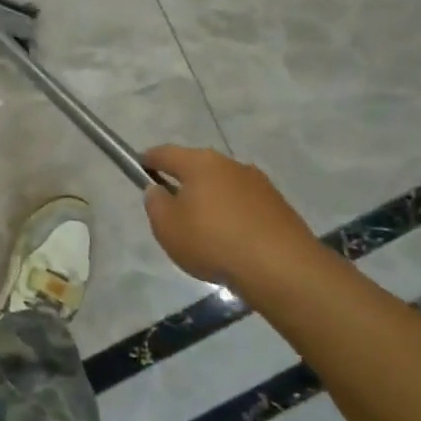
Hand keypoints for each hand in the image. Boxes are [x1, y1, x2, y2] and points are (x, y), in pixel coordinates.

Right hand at [141, 145, 321, 292]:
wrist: (281, 268)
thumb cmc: (212, 241)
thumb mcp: (167, 226)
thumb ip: (155, 203)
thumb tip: (158, 189)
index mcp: (200, 163)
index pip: (166, 153)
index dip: (148, 159)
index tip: (139, 167)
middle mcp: (231, 165)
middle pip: (198, 167)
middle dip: (182, 181)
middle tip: (170, 206)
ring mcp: (259, 184)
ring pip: (223, 186)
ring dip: (209, 199)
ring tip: (201, 229)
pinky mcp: (278, 206)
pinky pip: (243, 204)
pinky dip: (231, 215)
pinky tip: (228, 239)